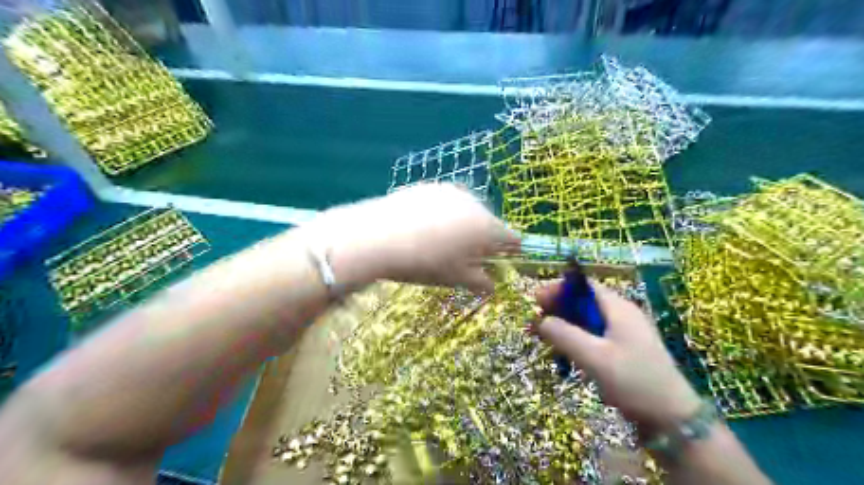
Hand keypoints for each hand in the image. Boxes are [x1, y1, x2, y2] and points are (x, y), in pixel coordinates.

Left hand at [302, 184, 518, 292]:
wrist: (380, 236)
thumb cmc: (426, 262)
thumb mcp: (455, 278)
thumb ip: (480, 282)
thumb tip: (491, 285)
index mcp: (487, 227)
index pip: (512, 238)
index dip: (512, 251)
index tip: (504, 261)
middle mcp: (474, 203)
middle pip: (489, 223)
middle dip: (483, 239)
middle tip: (467, 257)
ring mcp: (451, 192)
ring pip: (467, 211)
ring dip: (464, 225)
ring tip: (441, 241)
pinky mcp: (429, 187)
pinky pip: (446, 202)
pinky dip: (443, 214)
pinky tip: (423, 227)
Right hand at [534, 281, 700, 435]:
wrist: (673, 420)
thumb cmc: (633, 381)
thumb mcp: (594, 357)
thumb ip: (564, 334)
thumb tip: (541, 320)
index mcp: (618, 308)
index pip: (584, 286)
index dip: (559, 288)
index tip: (536, 301)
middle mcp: (622, 315)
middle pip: (584, 302)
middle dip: (558, 309)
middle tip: (536, 323)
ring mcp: (624, 334)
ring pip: (587, 321)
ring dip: (565, 326)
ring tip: (544, 339)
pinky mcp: (624, 352)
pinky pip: (594, 337)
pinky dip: (576, 340)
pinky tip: (565, 354)